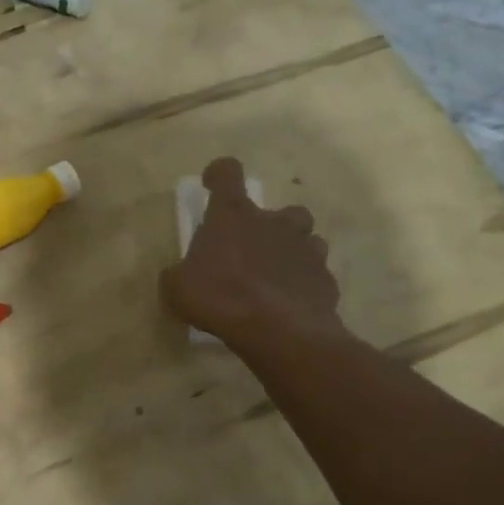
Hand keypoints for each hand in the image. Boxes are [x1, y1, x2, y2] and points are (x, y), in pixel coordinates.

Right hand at [161, 157, 342, 354]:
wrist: (279, 331)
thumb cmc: (221, 297)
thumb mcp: (178, 288)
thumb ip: (177, 275)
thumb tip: (179, 276)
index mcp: (234, 215)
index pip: (228, 173)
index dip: (219, 174)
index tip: (212, 184)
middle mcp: (274, 223)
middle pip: (283, 210)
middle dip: (272, 226)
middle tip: (254, 250)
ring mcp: (306, 250)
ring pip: (308, 240)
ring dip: (294, 253)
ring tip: (277, 277)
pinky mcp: (326, 280)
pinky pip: (316, 276)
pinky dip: (305, 286)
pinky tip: (291, 305)